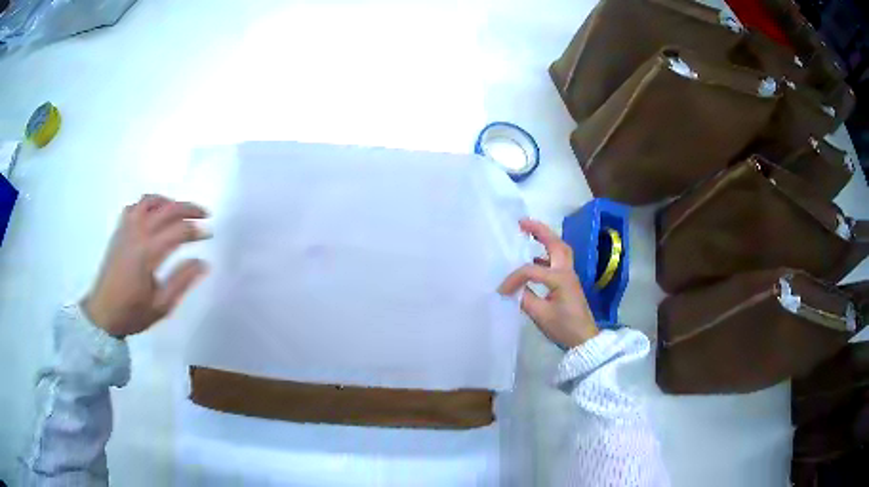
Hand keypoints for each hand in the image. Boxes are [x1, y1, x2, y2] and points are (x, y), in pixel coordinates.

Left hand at [82, 195, 210, 337]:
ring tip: (179, 211)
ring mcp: (126, 229)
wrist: (102, 314)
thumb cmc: (132, 313)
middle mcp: (137, 233)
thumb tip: (203, 263)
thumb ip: (182, 281)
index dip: (197, 231)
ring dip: (168, 202)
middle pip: (167, 209)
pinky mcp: (118, 231)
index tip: (210, 234)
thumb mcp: (161, 306)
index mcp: (148, 252)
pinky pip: (135, 207)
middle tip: (204, 214)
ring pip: (150, 201)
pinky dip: (148, 205)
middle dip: (188, 208)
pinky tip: (153, 215)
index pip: (178, 231)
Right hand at [498, 219, 598, 348]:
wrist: (584, 340)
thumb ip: (524, 298)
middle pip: (555, 243)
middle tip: (522, 223)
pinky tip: (534, 259)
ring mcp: (570, 275)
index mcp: (559, 278)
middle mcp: (566, 271)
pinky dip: (547, 254)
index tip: (501, 290)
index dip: (513, 278)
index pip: (530, 270)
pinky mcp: (569, 282)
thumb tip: (509, 289)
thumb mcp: (541, 315)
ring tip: (529, 233)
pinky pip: (558, 260)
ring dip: (546, 239)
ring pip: (559, 249)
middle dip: (539, 230)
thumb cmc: (564, 327)